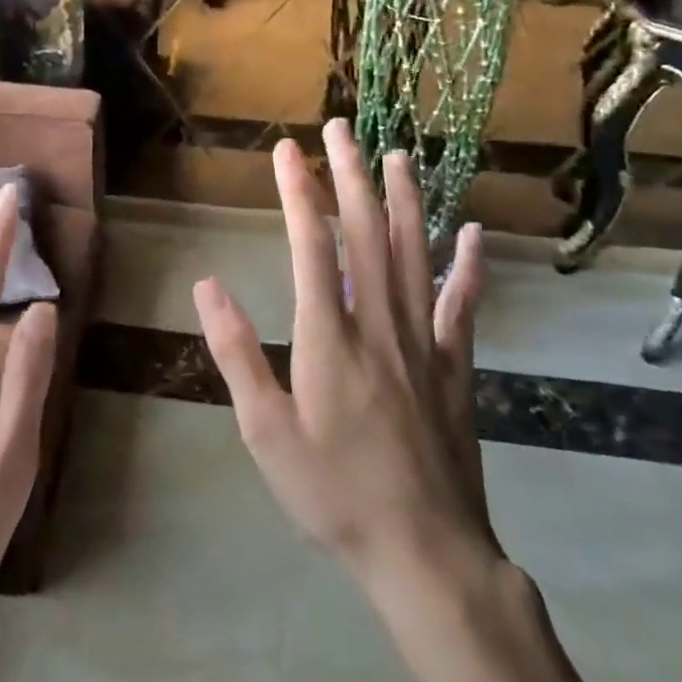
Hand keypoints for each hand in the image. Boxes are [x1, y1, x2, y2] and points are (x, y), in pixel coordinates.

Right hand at [194, 121, 499, 589]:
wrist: (425, 554)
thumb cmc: (334, 493)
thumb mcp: (266, 432)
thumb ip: (237, 353)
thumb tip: (208, 285)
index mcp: (328, 336)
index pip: (311, 244)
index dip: (298, 192)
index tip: (289, 150)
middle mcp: (378, 322)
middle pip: (364, 233)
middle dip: (350, 175)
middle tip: (341, 128)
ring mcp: (423, 340)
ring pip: (413, 253)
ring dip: (404, 200)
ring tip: (398, 156)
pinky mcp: (455, 365)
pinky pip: (462, 304)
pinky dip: (468, 266)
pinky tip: (473, 233)